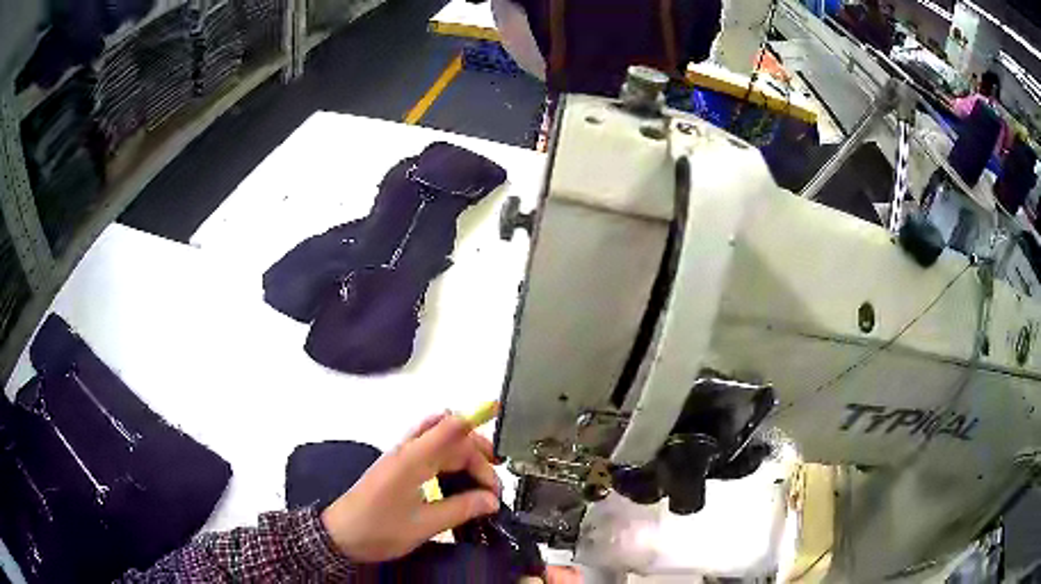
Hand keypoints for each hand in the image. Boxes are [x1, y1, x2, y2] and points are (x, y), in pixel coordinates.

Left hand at [320, 413, 500, 562]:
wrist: (340, 535)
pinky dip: (450, 462)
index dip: (474, 417)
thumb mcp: (424, 525)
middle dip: (477, 450)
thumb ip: (461, 509)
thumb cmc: (379, 529)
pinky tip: (460, 481)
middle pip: (449, 435)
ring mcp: (401, 459)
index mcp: (413, 460)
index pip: (449, 428)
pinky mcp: (398, 469)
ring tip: (484, 479)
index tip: (497, 412)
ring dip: (464, 455)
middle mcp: (407, 452)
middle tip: (494, 480)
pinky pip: (430, 454)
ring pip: (440, 443)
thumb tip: (492, 500)